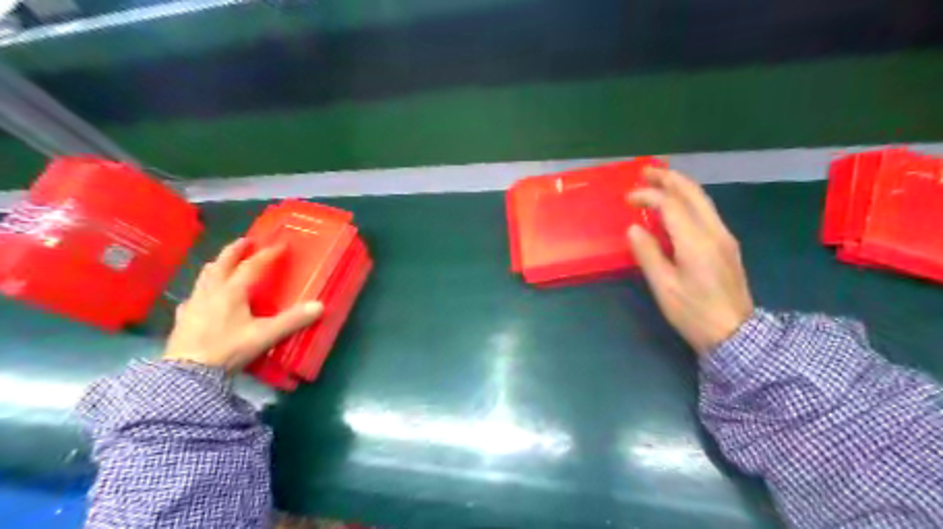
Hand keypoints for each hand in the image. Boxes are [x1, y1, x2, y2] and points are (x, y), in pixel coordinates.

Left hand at [163, 240, 325, 371]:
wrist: (187, 374)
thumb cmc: (228, 350)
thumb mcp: (265, 335)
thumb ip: (292, 320)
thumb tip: (320, 306)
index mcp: (232, 291)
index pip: (253, 266)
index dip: (268, 254)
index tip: (281, 244)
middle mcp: (211, 291)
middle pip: (222, 263)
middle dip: (236, 250)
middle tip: (247, 241)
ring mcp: (194, 303)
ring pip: (205, 276)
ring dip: (217, 265)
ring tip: (224, 262)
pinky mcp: (183, 318)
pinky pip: (194, 296)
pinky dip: (202, 290)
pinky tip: (203, 297)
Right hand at [628, 166, 755, 355]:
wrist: (735, 334)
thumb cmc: (694, 313)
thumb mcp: (664, 287)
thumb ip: (648, 254)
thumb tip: (634, 228)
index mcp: (696, 242)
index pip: (670, 205)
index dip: (648, 196)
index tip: (628, 198)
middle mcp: (714, 232)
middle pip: (692, 194)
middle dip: (668, 178)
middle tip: (645, 171)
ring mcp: (724, 237)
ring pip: (703, 201)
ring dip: (680, 186)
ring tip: (659, 180)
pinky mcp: (727, 245)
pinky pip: (706, 212)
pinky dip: (688, 201)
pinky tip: (676, 206)